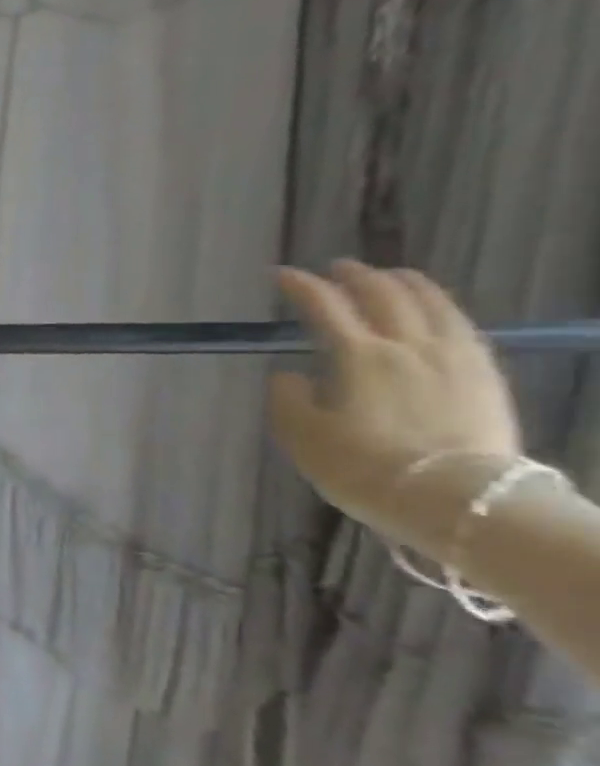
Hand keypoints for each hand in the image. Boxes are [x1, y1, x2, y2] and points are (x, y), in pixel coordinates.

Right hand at [269, 262, 520, 541]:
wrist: (451, 497)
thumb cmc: (361, 467)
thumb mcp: (303, 437)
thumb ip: (289, 399)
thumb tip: (287, 375)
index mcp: (359, 357)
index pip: (325, 308)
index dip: (302, 287)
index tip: (282, 275)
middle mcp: (407, 345)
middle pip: (384, 296)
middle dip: (356, 277)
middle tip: (337, 268)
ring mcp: (453, 357)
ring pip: (431, 304)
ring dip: (405, 284)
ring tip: (390, 275)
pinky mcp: (483, 375)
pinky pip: (463, 326)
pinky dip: (441, 308)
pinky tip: (436, 311)